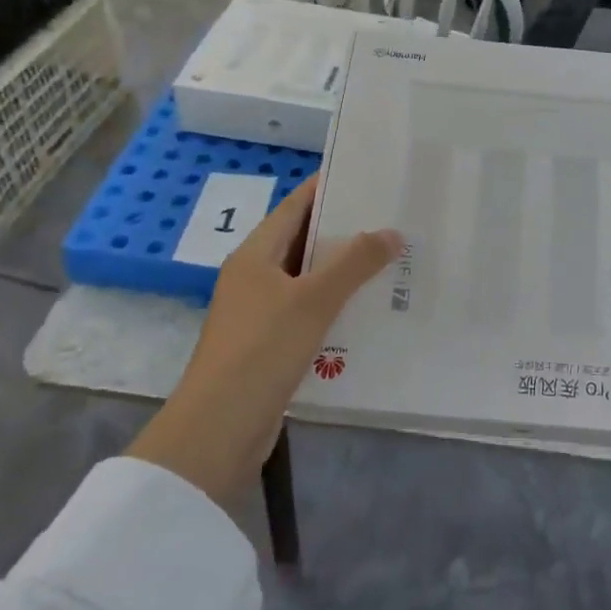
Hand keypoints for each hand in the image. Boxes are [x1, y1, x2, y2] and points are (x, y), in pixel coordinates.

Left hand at [126, 176, 400, 511]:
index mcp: (255, 255)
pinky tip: (370, 311)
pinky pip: (309, 314)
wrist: (217, 433)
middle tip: (393, 220)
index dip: (328, 188)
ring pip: (309, 281)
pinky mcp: (269, 347)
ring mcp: (260, 314)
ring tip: (392, 261)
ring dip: (344, 273)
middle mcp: (254, 278)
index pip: (295, 206)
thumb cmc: (260, 351)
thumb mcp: (312, 301)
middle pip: (304, 242)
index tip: (368, 176)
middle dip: (346, 232)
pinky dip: (336, 308)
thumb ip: (354, 263)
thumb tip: (391, 232)